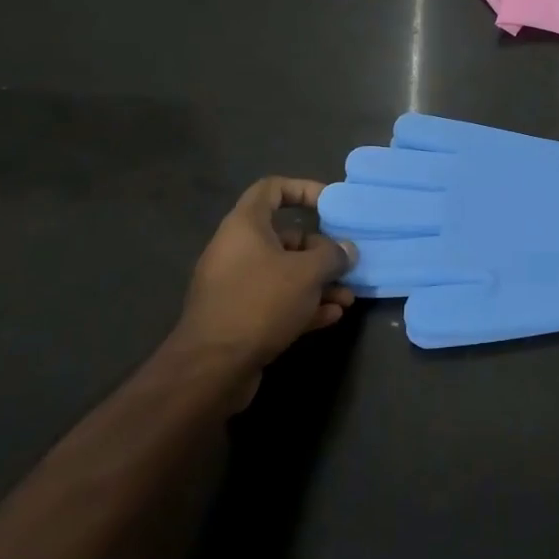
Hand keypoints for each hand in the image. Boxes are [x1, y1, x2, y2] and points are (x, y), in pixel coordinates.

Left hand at [174, 178, 356, 385]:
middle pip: (286, 237)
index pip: (272, 189)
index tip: (331, 203)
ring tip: (347, 298)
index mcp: (245, 226)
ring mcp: (236, 286)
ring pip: (284, 274)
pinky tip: (331, 317)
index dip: (303, 189)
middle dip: (321, 251)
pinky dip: (303, 305)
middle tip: (347, 264)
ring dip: (318, 283)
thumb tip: (346, 250)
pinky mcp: (239, 317)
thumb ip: (332, 255)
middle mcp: (237, 250)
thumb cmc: (260, 302)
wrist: (211, 368)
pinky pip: (277, 301)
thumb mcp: (307, 273)